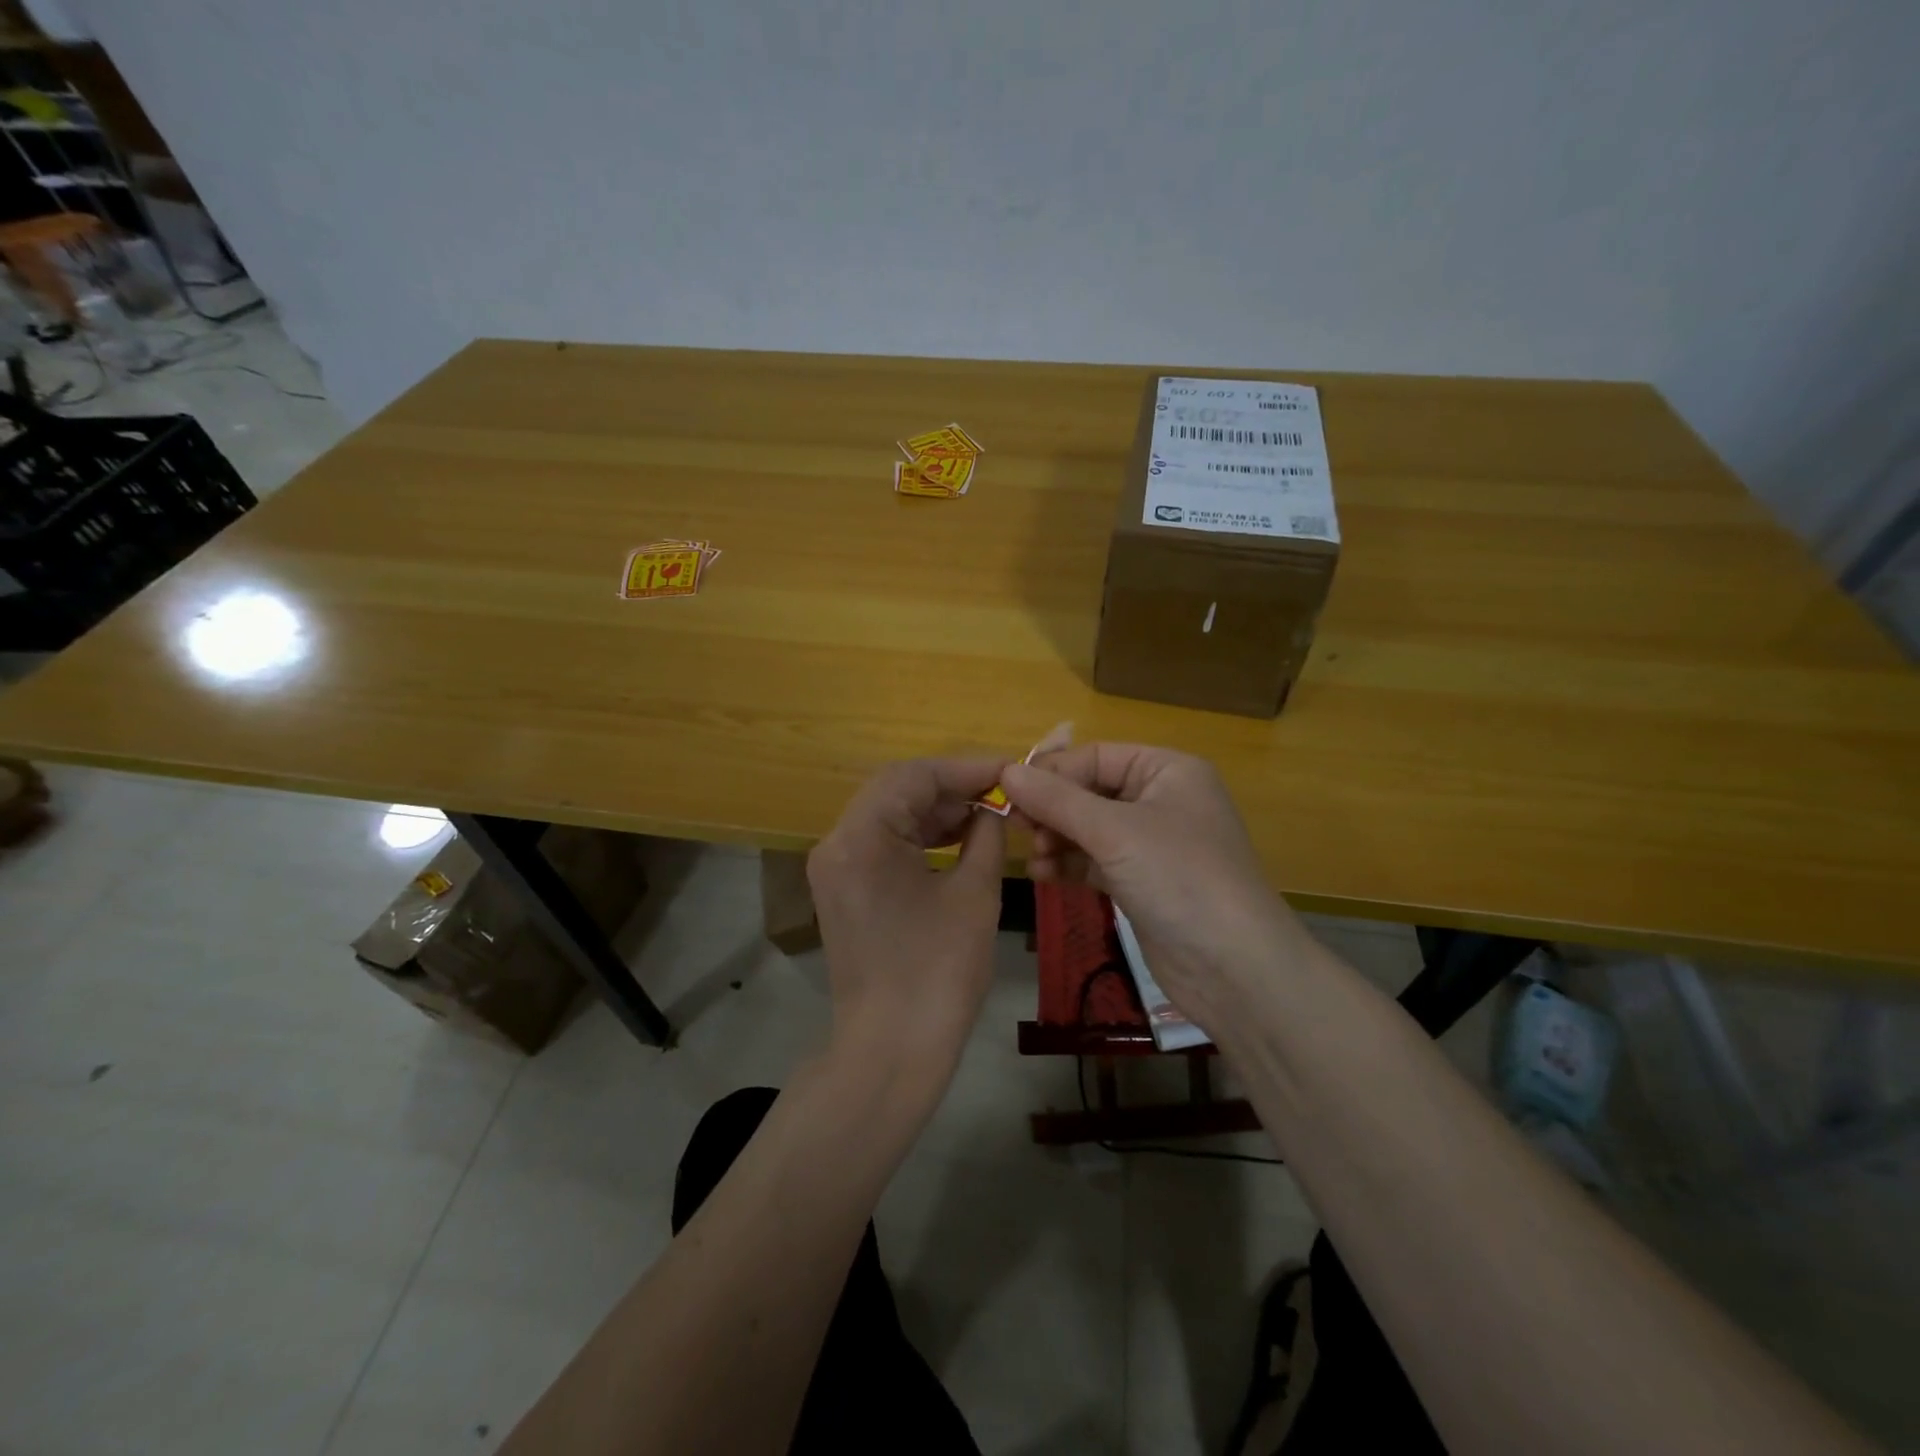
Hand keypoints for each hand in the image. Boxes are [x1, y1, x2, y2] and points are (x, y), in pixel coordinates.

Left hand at [807, 758, 1008, 1079]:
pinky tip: (956, 839)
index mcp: (861, 837)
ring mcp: (833, 867)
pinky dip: (917, 837)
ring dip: (935, 811)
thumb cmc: (938, 973)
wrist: (891, 1051)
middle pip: (896, 790)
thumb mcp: (974, 894)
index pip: (914, 776)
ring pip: (887, 815)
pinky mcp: (841, 889)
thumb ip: (986, 835)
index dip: (966, 768)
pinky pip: (880, 844)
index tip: (1009, 770)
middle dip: (951, 788)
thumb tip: (993, 807)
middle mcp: (836, 842)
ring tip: (986, 815)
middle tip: (1001, 794)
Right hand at [1001, 745, 1310, 1028]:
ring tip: (1033, 855)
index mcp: (1168, 771)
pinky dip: (1070, 865)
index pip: (1096, 756)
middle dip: (1053, 810)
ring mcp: (1153, 845)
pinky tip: (1042, 875)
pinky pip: (1096, 862)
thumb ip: (1057, 800)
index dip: (1053, 772)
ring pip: (1090, 830)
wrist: (1234, 969)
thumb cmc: (1179, 877)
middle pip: (1091, 792)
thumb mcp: (1114, 832)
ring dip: (1057, 839)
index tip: (1008, 792)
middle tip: (1015, 827)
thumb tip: (1006, 770)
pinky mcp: (1143, 884)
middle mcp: (1162, 801)